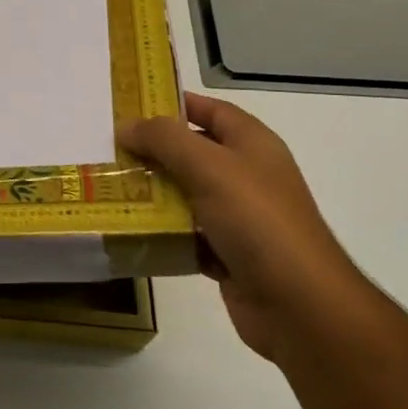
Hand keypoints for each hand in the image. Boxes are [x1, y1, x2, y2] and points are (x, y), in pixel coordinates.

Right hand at [121, 92, 366, 359]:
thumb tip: (127, 126)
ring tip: (110, 189)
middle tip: (109, 151)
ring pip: (186, 196)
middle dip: (153, 152)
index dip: (175, 104)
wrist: (298, 304)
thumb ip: (165, 140)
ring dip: (153, 194)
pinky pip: (187, 235)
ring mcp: (239, 218)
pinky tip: (131, 230)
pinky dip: (163, 233)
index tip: (131, 106)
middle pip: (193, 153)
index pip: (211, 111)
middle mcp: (247, 176)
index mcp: (253, 145)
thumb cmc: (257, 221)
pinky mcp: (228, 254)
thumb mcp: (209, 167)